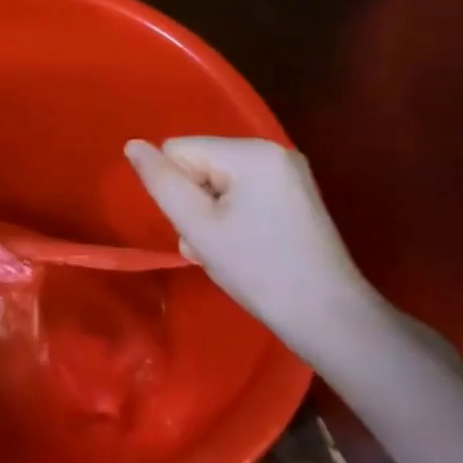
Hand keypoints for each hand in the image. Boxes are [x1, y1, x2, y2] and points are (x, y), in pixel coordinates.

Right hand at [124, 137, 379, 355]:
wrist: (329, 318)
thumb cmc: (257, 269)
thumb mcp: (197, 225)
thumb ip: (161, 181)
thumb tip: (133, 145)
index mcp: (250, 151)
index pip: (178, 151)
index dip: (176, 189)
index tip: (198, 227)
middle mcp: (272, 150)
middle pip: (200, 164)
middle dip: (195, 203)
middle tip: (211, 246)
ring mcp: (288, 173)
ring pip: (218, 181)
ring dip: (210, 215)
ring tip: (226, 251)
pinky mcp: (296, 195)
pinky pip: (243, 191)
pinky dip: (233, 216)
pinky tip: (244, 246)